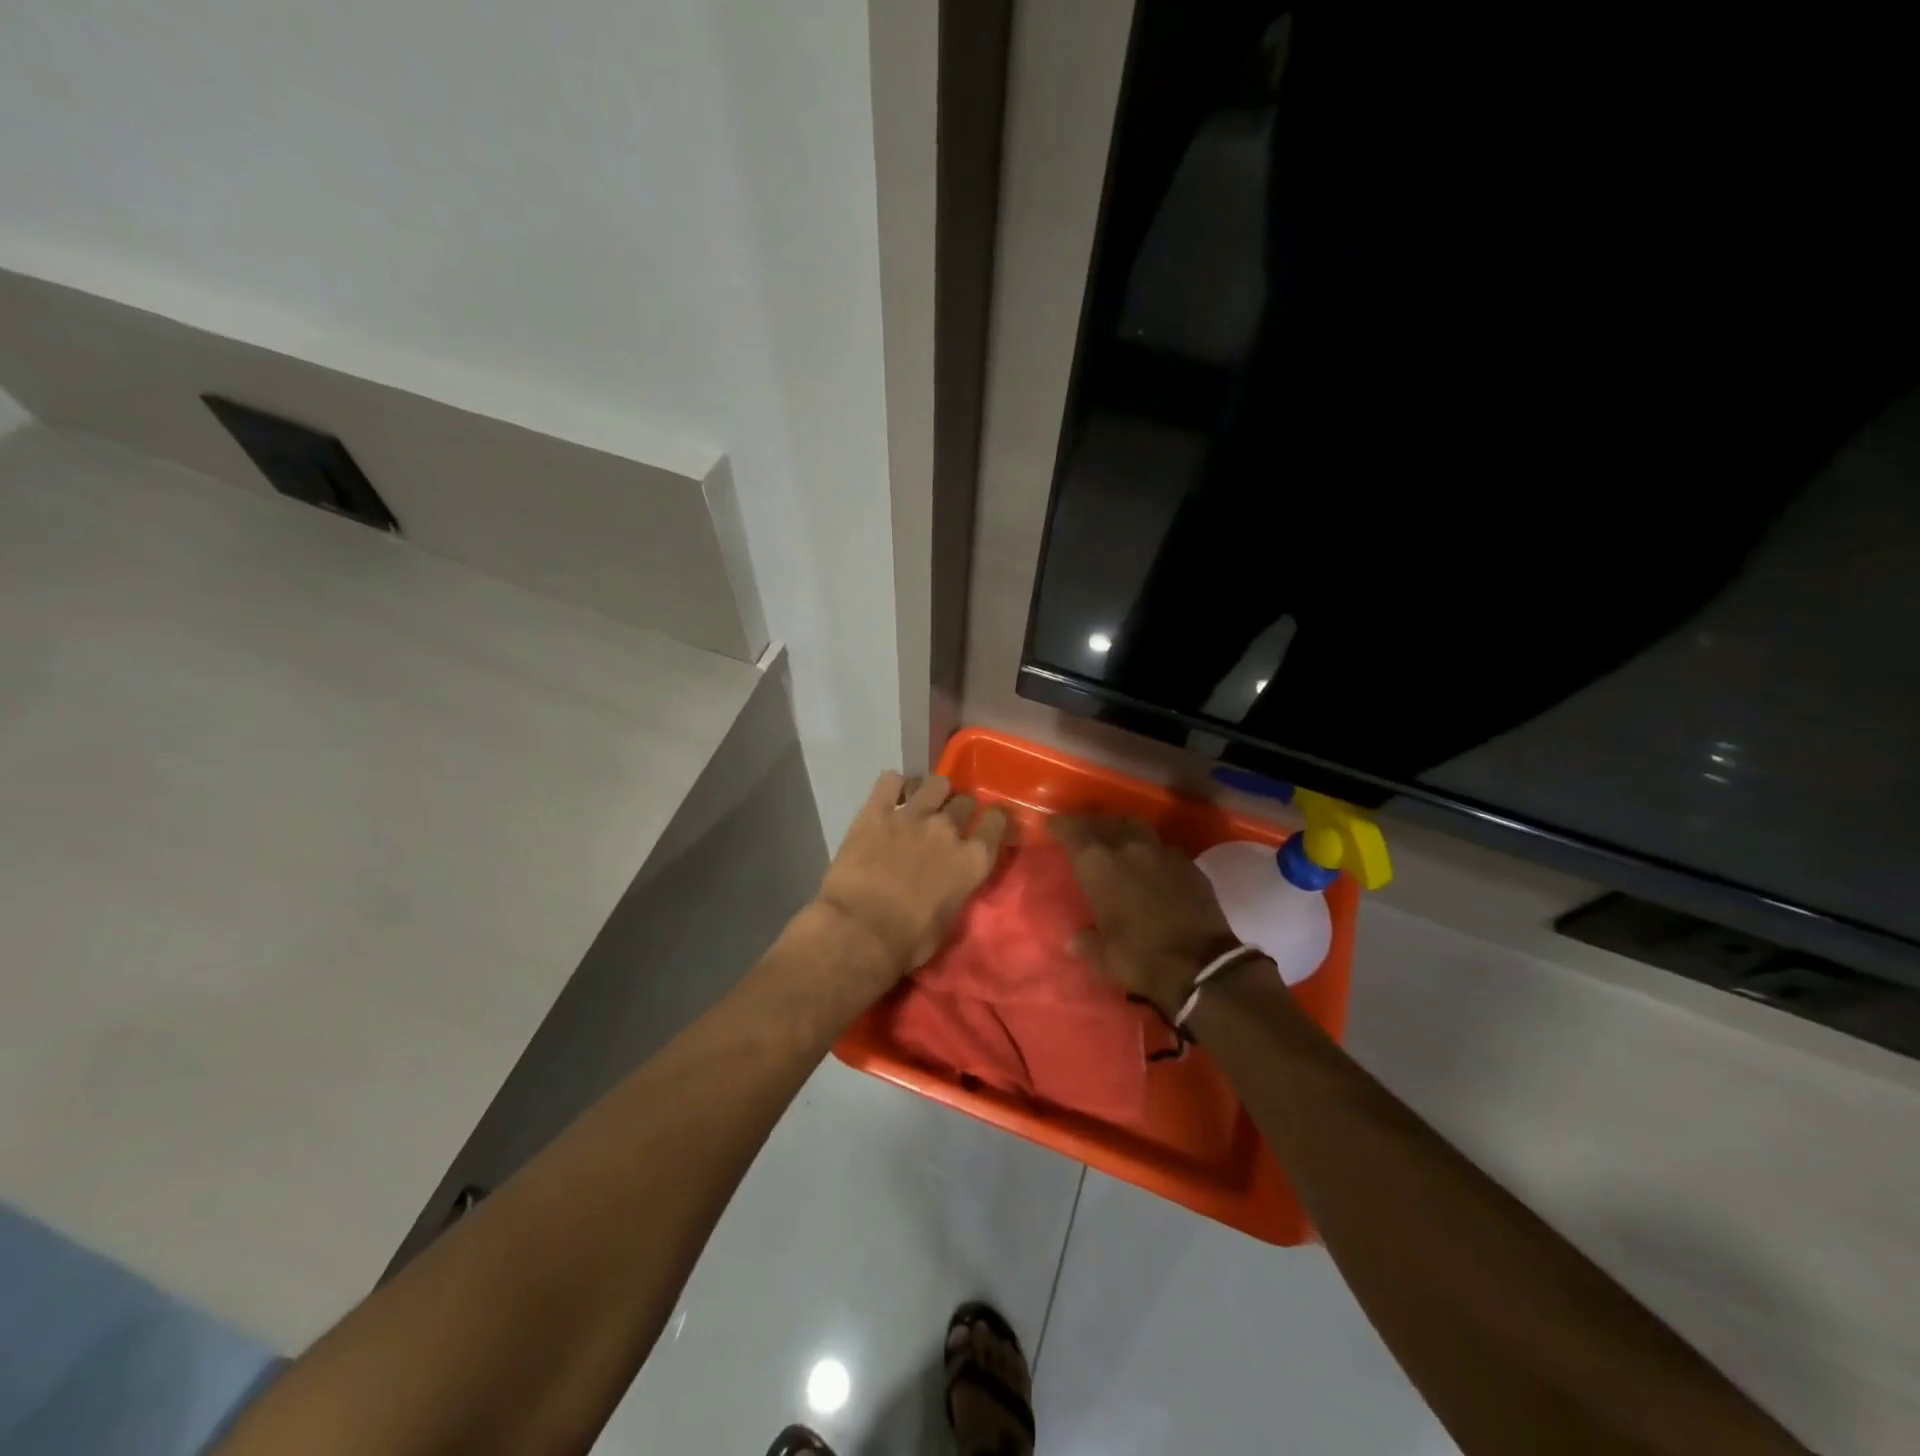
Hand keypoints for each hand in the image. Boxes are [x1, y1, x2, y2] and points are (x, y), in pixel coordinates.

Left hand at [815, 772, 1009, 988]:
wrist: (859, 932)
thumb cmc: (909, 941)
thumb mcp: (949, 921)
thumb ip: (957, 889)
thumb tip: (952, 880)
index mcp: (973, 859)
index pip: (997, 821)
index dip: (993, 820)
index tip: (987, 824)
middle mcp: (948, 830)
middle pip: (964, 801)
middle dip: (959, 808)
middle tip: (947, 822)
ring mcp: (911, 816)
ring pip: (935, 783)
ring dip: (932, 792)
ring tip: (922, 802)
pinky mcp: (876, 811)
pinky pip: (889, 781)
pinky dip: (892, 785)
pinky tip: (889, 794)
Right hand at [1051, 813, 1239, 1016]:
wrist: (1201, 964)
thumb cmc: (1140, 956)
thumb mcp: (1103, 956)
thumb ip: (1086, 942)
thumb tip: (1073, 941)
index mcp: (1099, 865)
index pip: (1073, 831)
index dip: (1061, 825)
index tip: (1052, 824)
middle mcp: (1129, 848)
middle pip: (1105, 821)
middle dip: (1091, 823)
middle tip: (1083, 831)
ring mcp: (1162, 852)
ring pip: (1137, 827)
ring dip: (1123, 829)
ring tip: (1117, 839)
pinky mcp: (1189, 865)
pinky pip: (1164, 847)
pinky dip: (1152, 851)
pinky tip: (1152, 864)